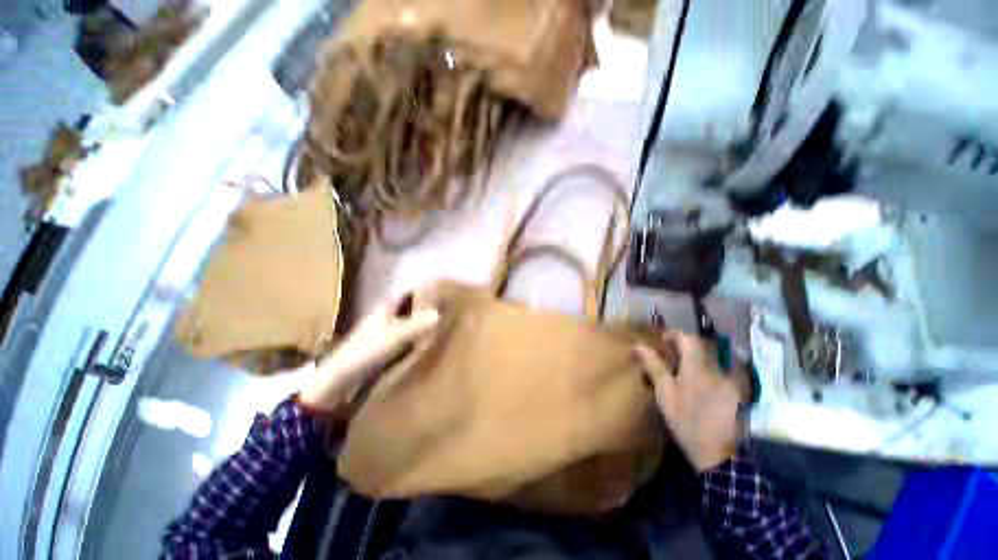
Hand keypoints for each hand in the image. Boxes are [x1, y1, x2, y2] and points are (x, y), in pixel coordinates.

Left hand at [299, 295, 439, 413]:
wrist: (340, 378)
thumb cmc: (368, 350)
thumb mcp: (396, 336)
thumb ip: (417, 325)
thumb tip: (439, 313)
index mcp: (386, 308)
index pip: (407, 294)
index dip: (422, 292)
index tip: (440, 293)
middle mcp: (384, 317)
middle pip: (408, 308)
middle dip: (423, 309)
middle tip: (444, 311)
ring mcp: (381, 332)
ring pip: (405, 323)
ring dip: (418, 324)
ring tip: (438, 327)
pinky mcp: (381, 347)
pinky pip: (402, 337)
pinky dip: (412, 337)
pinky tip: (422, 344)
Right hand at [634, 331, 743, 472]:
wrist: (719, 456)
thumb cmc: (686, 422)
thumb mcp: (665, 394)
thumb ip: (654, 367)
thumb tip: (638, 346)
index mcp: (698, 369)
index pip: (689, 339)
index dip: (675, 336)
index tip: (663, 341)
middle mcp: (719, 370)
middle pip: (704, 347)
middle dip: (688, 347)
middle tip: (673, 355)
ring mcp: (733, 382)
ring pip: (716, 358)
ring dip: (701, 358)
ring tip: (688, 369)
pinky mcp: (740, 394)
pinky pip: (727, 371)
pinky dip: (713, 370)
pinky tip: (705, 383)